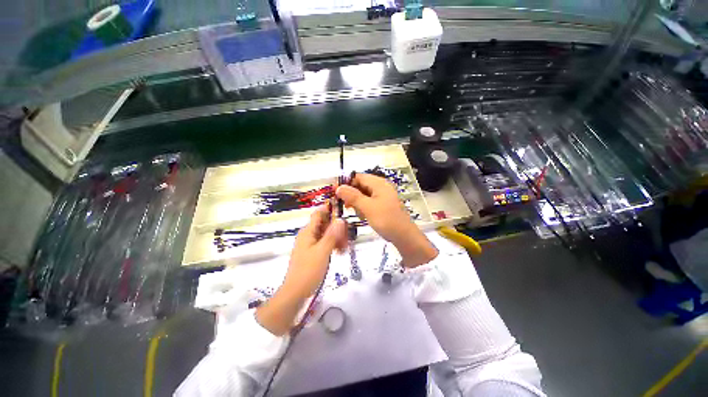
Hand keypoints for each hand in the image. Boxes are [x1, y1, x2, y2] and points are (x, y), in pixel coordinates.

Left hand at [284, 205, 347, 298]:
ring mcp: (310, 244)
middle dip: (337, 227)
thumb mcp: (323, 251)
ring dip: (336, 237)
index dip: (330, 209)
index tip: (344, 212)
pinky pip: (324, 243)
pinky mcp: (313, 252)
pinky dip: (333, 245)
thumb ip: (332, 234)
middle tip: (348, 237)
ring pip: (326, 234)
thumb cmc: (308, 271)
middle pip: (324, 223)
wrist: (295, 293)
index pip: (319, 213)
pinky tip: (340, 251)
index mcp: (308, 231)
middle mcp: (308, 235)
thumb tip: (340, 219)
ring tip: (345, 247)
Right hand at [336, 173, 437, 266]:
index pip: (358, 177)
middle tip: (345, 205)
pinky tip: (362, 215)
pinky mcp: (382, 204)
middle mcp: (381, 187)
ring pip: (363, 194)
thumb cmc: (386, 220)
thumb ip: (353, 196)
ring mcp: (382, 196)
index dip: (346, 183)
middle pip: (360, 185)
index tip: (335, 191)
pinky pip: (368, 202)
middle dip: (351, 194)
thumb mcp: (368, 207)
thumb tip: (339, 187)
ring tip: (358, 213)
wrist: (404, 236)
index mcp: (379, 183)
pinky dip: (363, 207)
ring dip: (357, 202)